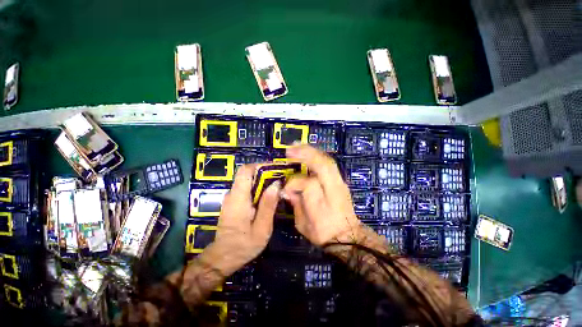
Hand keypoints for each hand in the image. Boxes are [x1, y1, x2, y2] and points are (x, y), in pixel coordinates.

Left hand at [201, 164, 279, 275]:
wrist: (223, 258)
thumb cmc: (244, 245)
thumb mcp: (262, 228)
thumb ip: (268, 205)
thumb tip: (276, 184)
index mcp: (238, 197)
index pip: (245, 170)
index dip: (260, 166)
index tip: (275, 169)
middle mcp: (232, 194)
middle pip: (247, 174)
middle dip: (265, 173)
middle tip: (280, 178)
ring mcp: (231, 198)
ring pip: (247, 181)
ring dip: (262, 181)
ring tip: (277, 187)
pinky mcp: (233, 202)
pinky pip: (246, 189)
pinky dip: (257, 188)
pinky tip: (267, 196)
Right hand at [283, 145, 361, 245]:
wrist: (347, 237)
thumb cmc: (324, 233)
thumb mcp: (304, 224)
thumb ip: (295, 204)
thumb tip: (287, 190)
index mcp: (324, 204)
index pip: (309, 184)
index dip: (294, 183)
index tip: (285, 189)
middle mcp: (334, 189)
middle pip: (323, 165)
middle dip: (306, 154)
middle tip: (290, 148)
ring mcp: (339, 183)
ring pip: (327, 161)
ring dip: (311, 151)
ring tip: (297, 146)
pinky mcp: (340, 180)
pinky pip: (328, 164)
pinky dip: (317, 156)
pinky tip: (308, 153)